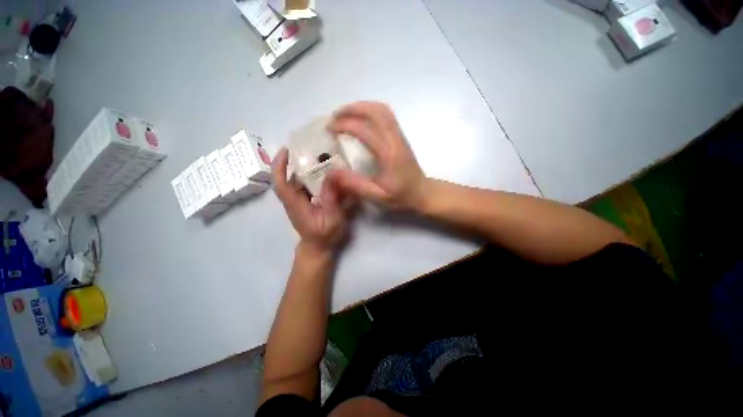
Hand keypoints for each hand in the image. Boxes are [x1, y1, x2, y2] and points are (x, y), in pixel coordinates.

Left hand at [273, 148, 347, 255]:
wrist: (318, 248)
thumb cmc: (324, 235)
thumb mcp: (331, 217)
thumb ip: (331, 196)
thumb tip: (333, 174)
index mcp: (295, 204)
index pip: (280, 182)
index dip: (279, 165)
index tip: (286, 150)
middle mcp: (293, 201)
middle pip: (288, 178)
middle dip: (295, 162)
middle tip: (310, 149)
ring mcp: (298, 202)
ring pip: (297, 182)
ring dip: (304, 169)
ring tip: (319, 158)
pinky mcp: (305, 204)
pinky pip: (305, 187)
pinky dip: (311, 178)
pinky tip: (324, 174)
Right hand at [327, 102, 427, 209]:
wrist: (422, 192)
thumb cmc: (400, 196)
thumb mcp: (377, 196)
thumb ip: (355, 184)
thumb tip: (331, 171)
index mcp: (388, 154)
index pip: (364, 129)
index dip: (344, 125)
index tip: (329, 129)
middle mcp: (395, 140)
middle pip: (375, 111)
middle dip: (352, 109)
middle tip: (335, 117)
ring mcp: (400, 135)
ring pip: (382, 110)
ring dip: (361, 107)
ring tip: (345, 115)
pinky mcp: (401, 136)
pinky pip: (386, 115)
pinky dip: (370, 111)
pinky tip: (361, 120)